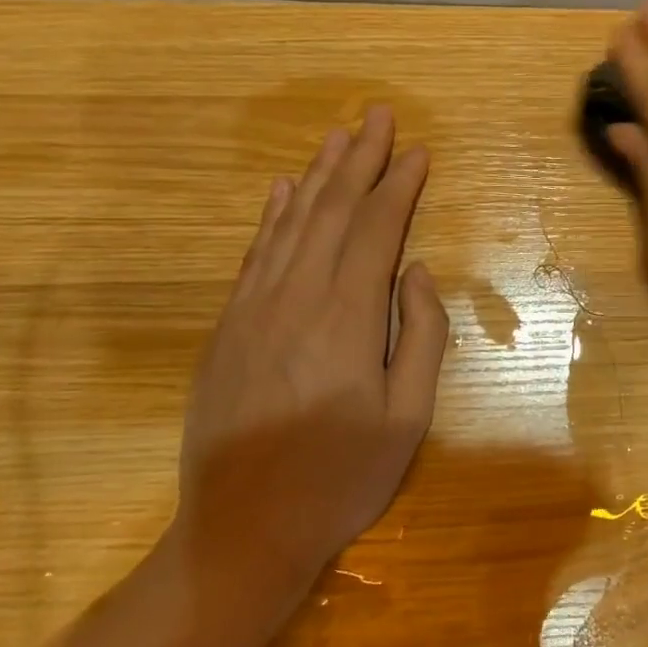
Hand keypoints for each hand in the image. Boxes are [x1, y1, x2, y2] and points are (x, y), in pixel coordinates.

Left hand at [171, 106, 447, 646]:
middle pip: (331, 212)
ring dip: (317, 176)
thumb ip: (420, 337)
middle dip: (359, 160)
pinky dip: (272, 216)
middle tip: (378, 115)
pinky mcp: (226, 327)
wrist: (241, 531)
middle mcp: (295, 298)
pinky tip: (282, 191)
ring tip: (339, 137)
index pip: (376, 231)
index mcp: (345, 319)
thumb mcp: (407, 419)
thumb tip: (417, 272)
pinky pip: (254, 254)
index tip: (418, 151)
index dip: (398, 186)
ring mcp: (252, 309)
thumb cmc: (340, 480)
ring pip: (290, 223)